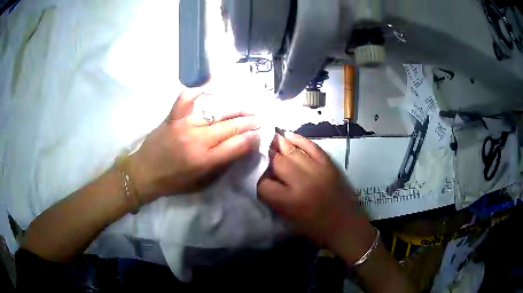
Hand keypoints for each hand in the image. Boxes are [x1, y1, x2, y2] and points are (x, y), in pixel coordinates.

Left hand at [129, 90, 260, 202]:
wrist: (145, 173)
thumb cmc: (173, 182)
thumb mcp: (201, 183)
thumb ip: (220, 167)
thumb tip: (238, 150)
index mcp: (205, 161)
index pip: (237, 145)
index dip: (252, 139)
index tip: (259, 135)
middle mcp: (198, 140)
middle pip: (230, 127)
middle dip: (249, 122)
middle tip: (258, 118)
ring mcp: (184, 125)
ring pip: (215, 112)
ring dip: (235, 109)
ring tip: (247, 106)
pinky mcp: (173, 117)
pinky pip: (185, 99)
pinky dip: (197, 92)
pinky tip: (209, 90)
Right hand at [258, 132, 375, 262]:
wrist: (345, 225)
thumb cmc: (315, 229)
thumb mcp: (289, 219)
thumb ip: (274, 199)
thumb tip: (263, 179)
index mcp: (289, 201)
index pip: (263, 183)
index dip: (255, 177)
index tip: (253, 172)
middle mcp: (301, 183)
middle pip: (276, 161)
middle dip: (264, 154)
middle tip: (257, 148)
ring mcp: (317, 170)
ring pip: (292, 150)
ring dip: (279, 142)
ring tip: (269, 136)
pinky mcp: (329, 164)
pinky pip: (312, 146)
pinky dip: (300, 139)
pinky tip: (290, 135)